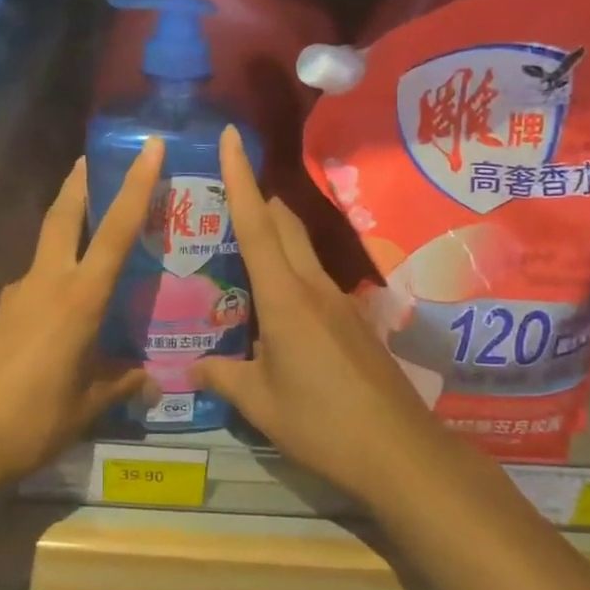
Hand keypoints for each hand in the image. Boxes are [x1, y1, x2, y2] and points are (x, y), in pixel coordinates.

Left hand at [0, 138, 165, 490]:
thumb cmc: (32, 418)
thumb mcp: (86, 405)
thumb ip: (119, 383)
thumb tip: (150, 382)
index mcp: (80, 297)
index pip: (117, 230)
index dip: (136, 185)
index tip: (148, 147)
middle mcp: (47, 282)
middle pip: (64, 215)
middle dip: (80, 183)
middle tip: (94, 160)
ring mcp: (16, 294)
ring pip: (45, 246)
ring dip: (64, 228)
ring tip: (90, 241)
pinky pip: (33, 283)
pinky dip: (51, 278)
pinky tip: (60, 309)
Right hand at [193, 126, 447, 505]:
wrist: (400, 451)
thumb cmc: (322, 423)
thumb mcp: (261, 404)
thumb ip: (223, 378)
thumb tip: (189, 367)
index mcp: (285, 298)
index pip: (257, 224)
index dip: (238, 178)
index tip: (230, 138)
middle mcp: (314, 287)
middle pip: (284, 223)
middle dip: (256, 197)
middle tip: (220, 193)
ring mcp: (339, 301)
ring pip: (301, 249)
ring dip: (274, 235)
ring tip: (237, 249)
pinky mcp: (354, 320)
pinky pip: (313, 279)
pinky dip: (289, 272)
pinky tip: (273, 306)